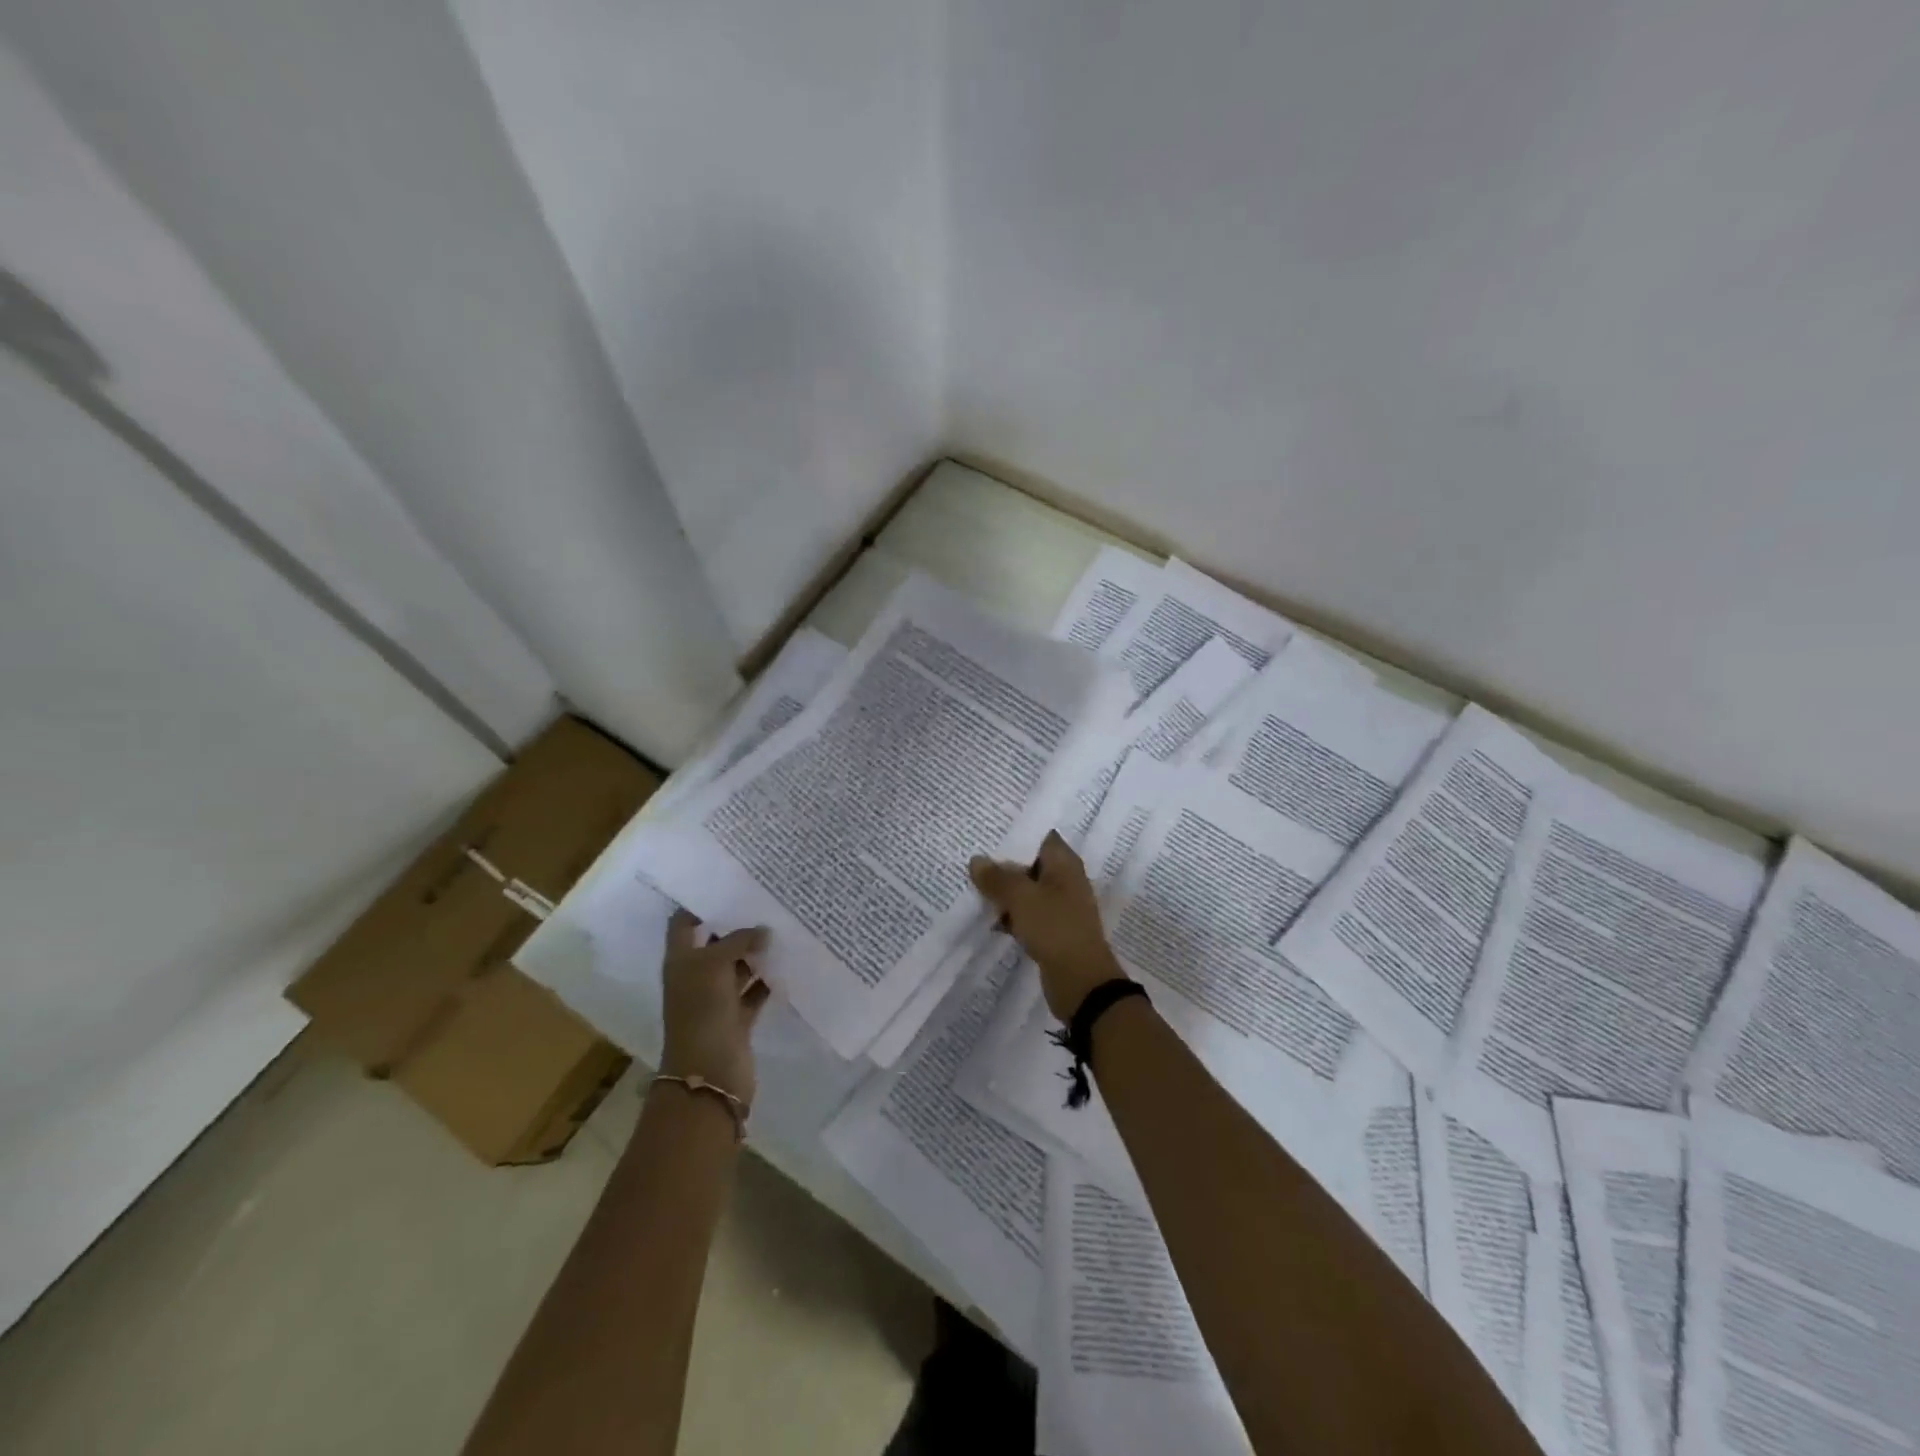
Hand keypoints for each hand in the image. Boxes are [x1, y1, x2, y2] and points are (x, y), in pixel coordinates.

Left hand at [660, 910, 769, 1107]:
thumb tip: (763, 931)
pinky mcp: (737, 1019)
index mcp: (681, 961)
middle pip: (715, 944)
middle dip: (737, 927)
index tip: (728, 885)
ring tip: (783, 928)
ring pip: (737, 968)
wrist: (709, 1073)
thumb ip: (739, 941)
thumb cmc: (702, 1011)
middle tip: (767, 902)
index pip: (684, 923)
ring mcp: (716, 1000)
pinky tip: (788, 964)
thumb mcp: (716, 965)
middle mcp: (696, 977)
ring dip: (755, 953)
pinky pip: (753, 992)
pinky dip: (767, 981)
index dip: (700, 904)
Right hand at [968, 831, 1126, 1021]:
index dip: (1016, 834)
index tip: (988, 832)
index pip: (1040, 837)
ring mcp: (1060, 907)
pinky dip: (1011, 915)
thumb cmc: (1054, 928)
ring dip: (1005, 892)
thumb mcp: (1021, 898)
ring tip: (973, 887)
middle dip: (1004, 864)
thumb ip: (997, 878)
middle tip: (973, 858)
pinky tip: (990, 920)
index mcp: (1065, 864)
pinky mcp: (1053, 930)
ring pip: (1027, 891)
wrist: (1080, 981)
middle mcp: (1066, 880)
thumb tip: (976, 860)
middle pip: (1030, 864)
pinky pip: (1028, 915)